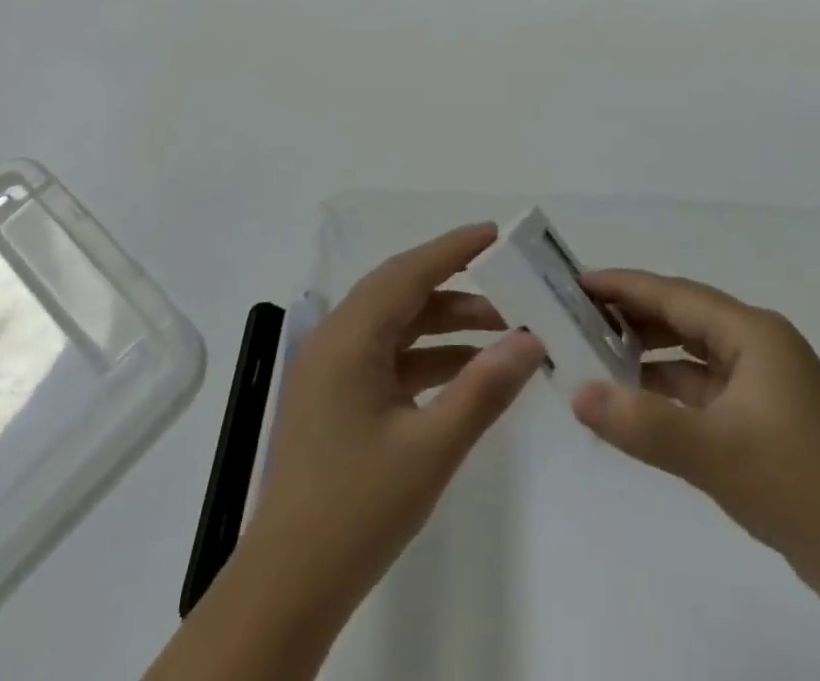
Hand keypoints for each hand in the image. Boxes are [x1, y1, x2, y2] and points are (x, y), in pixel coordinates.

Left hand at [244, 223, 543, 612]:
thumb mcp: (431, 448)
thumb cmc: (357, 510)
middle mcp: (336, 339)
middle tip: (507, 279)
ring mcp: (333, 369)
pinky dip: (427, 355)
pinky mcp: (337, 396)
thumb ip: (483, 389)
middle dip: (456, 284)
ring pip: (396, 324)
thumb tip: (531, 341)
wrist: (288, 586)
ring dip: (445, 322)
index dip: (454, 248)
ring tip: (500, 330)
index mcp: (350, 337)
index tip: (496, 233)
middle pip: (402, 291)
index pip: (409, 272)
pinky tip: (466, 370)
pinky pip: (388, 356)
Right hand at [571, 269, 819, 597]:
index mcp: (753, 332)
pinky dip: (667, 386)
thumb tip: (576, 393)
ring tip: (595, 353)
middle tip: (577, 316)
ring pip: (691, 351)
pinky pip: (702, 383)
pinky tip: (635, 397)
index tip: (577, 282)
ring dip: (648, 352)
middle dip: (632, 315)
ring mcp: (762, 378)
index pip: (675, 294)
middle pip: (682, 316)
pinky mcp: (760, 412)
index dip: (625, 286)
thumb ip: (641, 423)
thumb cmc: (795, 487)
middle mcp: (758, 343)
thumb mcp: (713, 453)